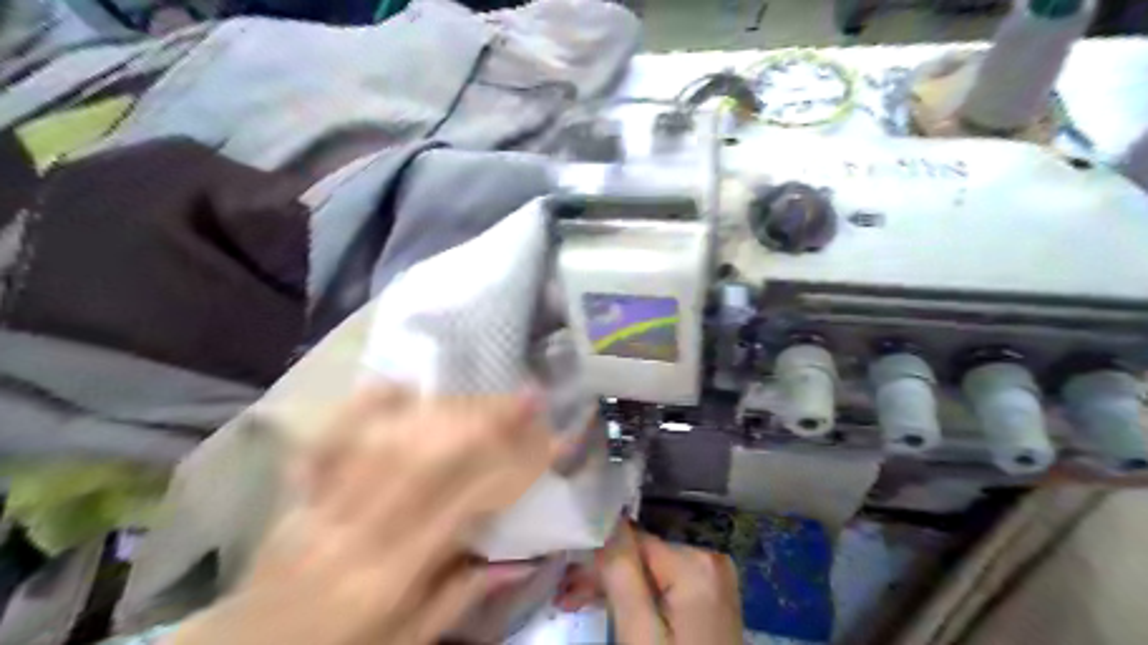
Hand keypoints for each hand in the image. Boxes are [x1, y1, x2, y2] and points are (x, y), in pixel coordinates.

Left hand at [171, 388, 560, 643]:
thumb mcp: (405, 644)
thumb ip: (460, 598)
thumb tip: (519, 559)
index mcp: (392, 573)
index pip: (465, 505)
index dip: (512, 466)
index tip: (549, 438)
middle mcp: (360, 530)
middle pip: (431, 460)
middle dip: (487, 422)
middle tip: (527, 395)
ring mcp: (324, 503)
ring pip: (392, 441)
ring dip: (444, 408)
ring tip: (484, 389)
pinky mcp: (300, 490)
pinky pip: (331, 437)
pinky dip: (364, 406)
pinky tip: (399, 384)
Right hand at [558, 523, 744, 644]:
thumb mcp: (641, 633)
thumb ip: (622, 574)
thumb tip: (606, 519)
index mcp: (696, 563)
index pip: (634, 541)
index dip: (596, 556)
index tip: (565, 576)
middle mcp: (710, 560)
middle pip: (641, 556)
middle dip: (602, 575)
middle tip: (565, 596)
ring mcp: (714, 579)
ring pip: (650, 571)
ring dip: (615, 587)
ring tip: (577, 602)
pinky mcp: (711, 598)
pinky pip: (666, 585)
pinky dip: (639, 597)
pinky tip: (614, 607)